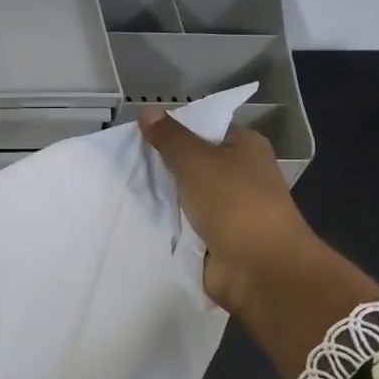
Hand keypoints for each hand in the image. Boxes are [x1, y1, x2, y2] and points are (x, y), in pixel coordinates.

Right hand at [137, 107, 378, 378]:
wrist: (259, 269)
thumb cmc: (234, 203)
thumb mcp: (197, 161)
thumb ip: (170, 138)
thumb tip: (147, 109)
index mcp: (245, 147)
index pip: (205, 127)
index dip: (173, 128)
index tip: (137, 132)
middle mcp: (239, 174)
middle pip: (192, 161)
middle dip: (161, 163)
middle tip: (121, 158)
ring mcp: (227, 208)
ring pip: (185, 193)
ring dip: (161, 194)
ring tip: (120, 184)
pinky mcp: (215, 237)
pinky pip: (183, 222)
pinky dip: (165, 220)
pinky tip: (135, 214)